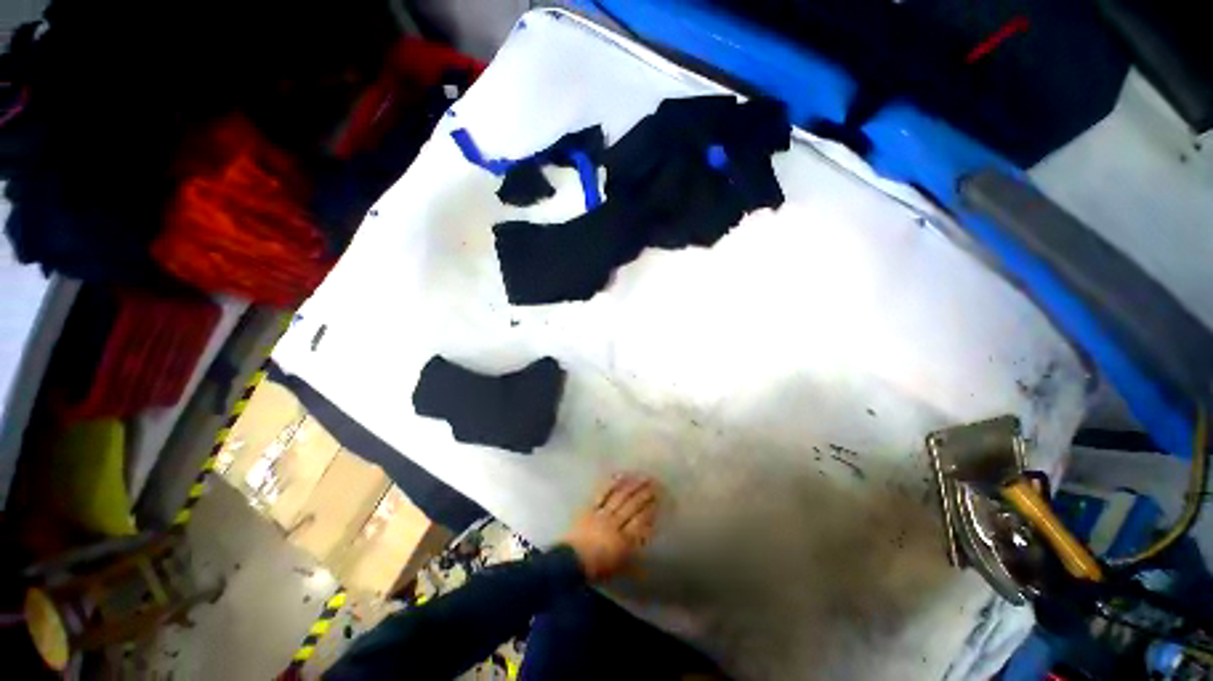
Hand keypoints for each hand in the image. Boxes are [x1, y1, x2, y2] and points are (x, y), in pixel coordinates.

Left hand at [562, 473, 658, 580]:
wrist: (569, 563)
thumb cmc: (596, 569)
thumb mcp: (620, 566)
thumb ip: (635, 553)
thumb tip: (647, 538)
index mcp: (624, 541)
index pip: (641, 520)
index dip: (651, 508)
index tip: (660, 498)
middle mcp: (615, 524)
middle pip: (633, 505)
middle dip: (645, 493)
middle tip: (655, 482)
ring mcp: (602, 513)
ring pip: (620, 497)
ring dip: (633, 485)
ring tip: (642, 476)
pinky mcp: (590, 507)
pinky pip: (603, 493)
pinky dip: (612, 483)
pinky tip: (621, 476)